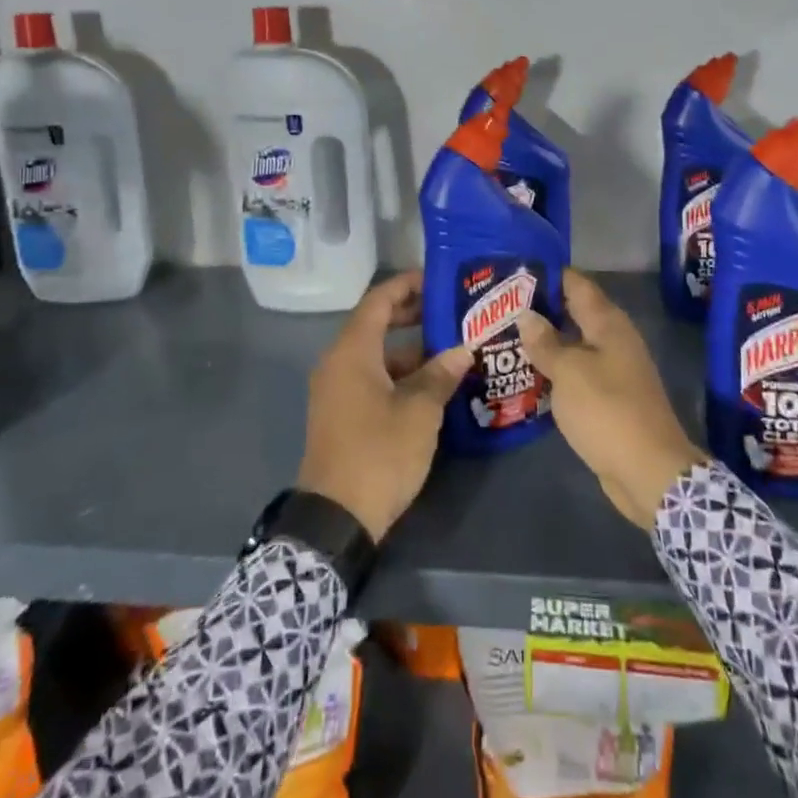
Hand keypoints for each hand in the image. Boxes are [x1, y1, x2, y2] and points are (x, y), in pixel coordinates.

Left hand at [296, 272, 471, 540]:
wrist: (336, 517)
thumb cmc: (379, 453)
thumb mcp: (419, 412)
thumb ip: (440, 374)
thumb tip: (462, 350)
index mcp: (352, 352)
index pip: (378, 300)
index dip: (407, 285)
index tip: (439, 280)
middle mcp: (338, 363)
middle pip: (375, 325)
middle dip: (412, 315)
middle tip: (451, 312)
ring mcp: (337, 390)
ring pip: (377, 355)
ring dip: (411, 351)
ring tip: (452, 351)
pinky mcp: (342, 413)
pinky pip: (372, 378)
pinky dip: (400, 375)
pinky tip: (432, 386)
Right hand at [515, 271, 706, 529]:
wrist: (648, 471)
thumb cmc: (607, 411)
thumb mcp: (569, 372)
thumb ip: (545, 343)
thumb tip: (526, 314)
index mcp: (608, 324)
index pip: (576, 284)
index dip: (547, 274)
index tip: (513, 271)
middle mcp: (613, 340)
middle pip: (573, 313)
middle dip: (539, 308)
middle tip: (499, 306)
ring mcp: (612, 370)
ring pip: (573, 345)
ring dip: (544, 342)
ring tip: (504, 336)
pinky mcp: (607, 398)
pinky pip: (575, 373)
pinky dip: (553, 369)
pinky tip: (526, 374)